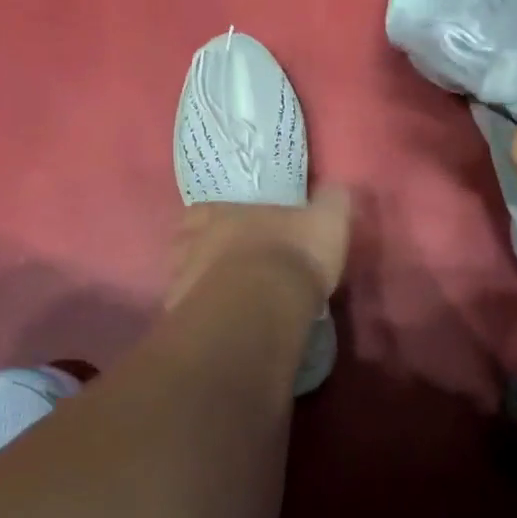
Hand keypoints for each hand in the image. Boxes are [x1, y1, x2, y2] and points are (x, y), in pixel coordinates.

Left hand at [165, 190, 352, 310]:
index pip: (202, 211)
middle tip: (223, 267)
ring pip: (180, 279)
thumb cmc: (293, 254)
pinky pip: (186, 315)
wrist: (263, 306)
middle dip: (200, 253)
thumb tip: (336, 190)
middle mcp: (194, 243)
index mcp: (222, 215)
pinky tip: (218, 327)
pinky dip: (199, 317)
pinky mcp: (183, 318)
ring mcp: (183, 281)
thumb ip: (331, 202)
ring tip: (221, 300)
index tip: (228, 230)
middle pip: (184, 244)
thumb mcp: (327, 220)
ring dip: (197, 286)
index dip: (211, 220)